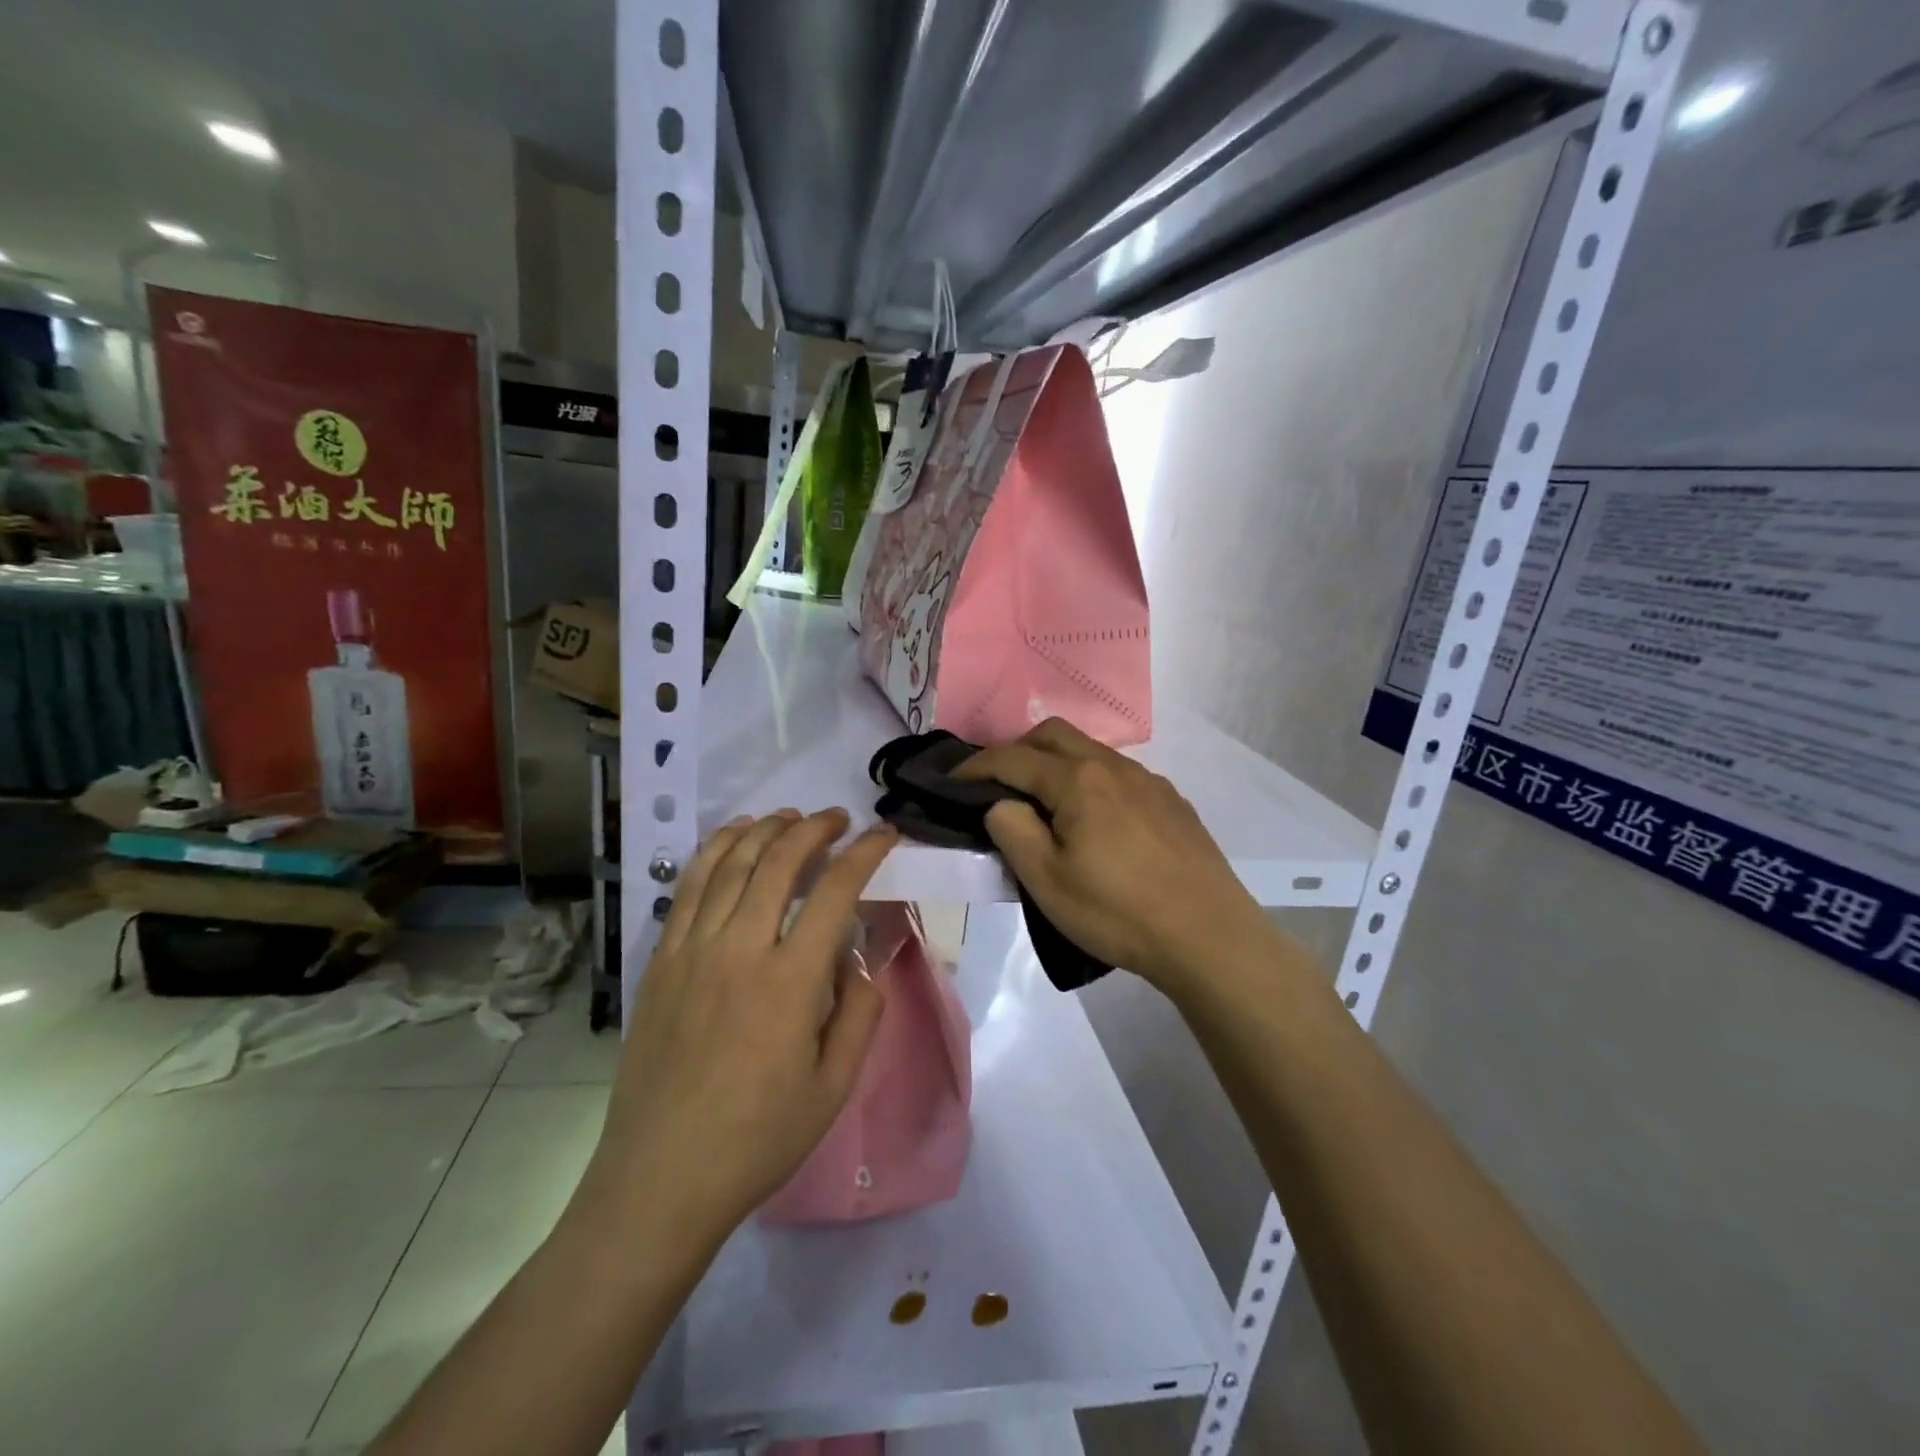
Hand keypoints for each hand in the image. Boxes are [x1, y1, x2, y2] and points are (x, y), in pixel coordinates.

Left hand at [583, 809, 896, 1239]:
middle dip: (815, 828)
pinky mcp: (662, 960)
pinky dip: (715, 851)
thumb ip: (859, 1014)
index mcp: (790, 981)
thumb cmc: (758, 1139)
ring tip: (791, 817)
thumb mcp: (834, 1087)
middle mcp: (740, 949)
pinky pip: (689, 887)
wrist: (661, 1179)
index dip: (865, 852)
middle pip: (780, 861)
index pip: (835, 890)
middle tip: (838, 819)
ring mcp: (693, 950)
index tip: (884, 834)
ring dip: (766, 829)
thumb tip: (859, 961)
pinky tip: (734, 838)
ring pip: (731, 863)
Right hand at [957, 719, 1278, 996]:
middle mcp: (1114, 766)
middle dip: (1017, 750)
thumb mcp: (1046, 881)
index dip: (974, 767)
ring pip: (1090, 752)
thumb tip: (1000, 803)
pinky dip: (1090, 781)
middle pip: (1053, 735)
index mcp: (1078, 780)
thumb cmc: (1117, 912)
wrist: (1208, 936)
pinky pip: (1119, 774)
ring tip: (1045, 805)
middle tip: (997, 786)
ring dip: (1056, 764)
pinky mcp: (1172, 801)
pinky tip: (1096, 822)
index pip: (1012, 758)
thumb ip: (1012, 830)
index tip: (949, 782)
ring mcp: (1149, 781)